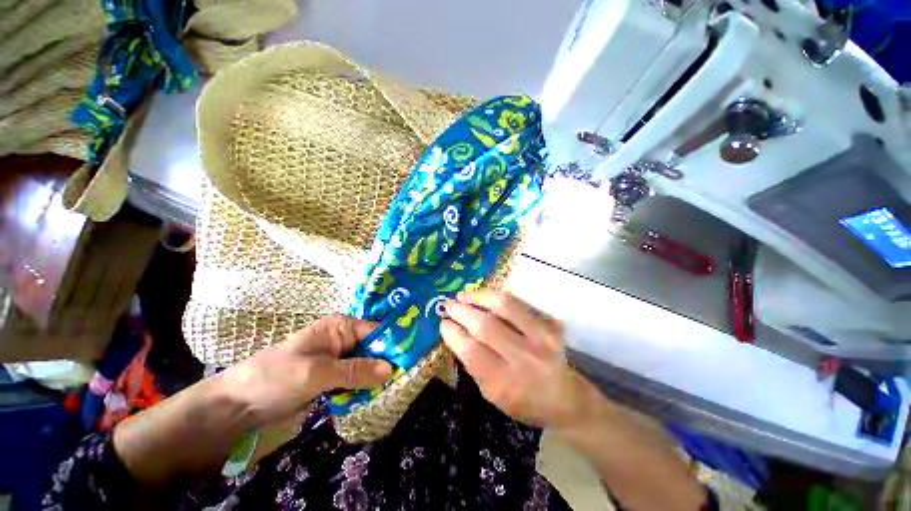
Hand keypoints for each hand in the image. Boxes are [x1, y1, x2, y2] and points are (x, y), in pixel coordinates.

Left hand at [214, 313, 392, 428]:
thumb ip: (355, 370)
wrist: (238, 407)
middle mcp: (345, 339)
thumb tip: (391, 369)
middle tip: (409, 377)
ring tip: (399, 388)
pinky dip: (367, 389)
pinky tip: (378, 397)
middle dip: (389, 363)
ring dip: (379, 378)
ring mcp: (340, 360)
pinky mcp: (335, 378)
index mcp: (342, 326)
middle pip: (376, 349)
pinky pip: (358, 380)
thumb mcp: (317, 372)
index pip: (378, 331)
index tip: (414, 358)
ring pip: (369, 366)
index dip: (395, 343)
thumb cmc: (276, 378)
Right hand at [440, 290, 588, 428]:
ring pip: (504, 305)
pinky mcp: (551, 324)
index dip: (453, 332)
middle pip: (485, 325)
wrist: (567, 398)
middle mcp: (524, 359)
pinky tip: (485, 297)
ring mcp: (541, 338)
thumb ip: (473, 364)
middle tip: (448, 304)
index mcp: (505, 385)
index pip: (471, 351)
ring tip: (464, 295)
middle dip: (461, 311)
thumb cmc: (523, 402)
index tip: (443, 322)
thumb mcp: (492, 395)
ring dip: (478, 296)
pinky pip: (518, 302)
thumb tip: (455, 331)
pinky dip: (496, 297)